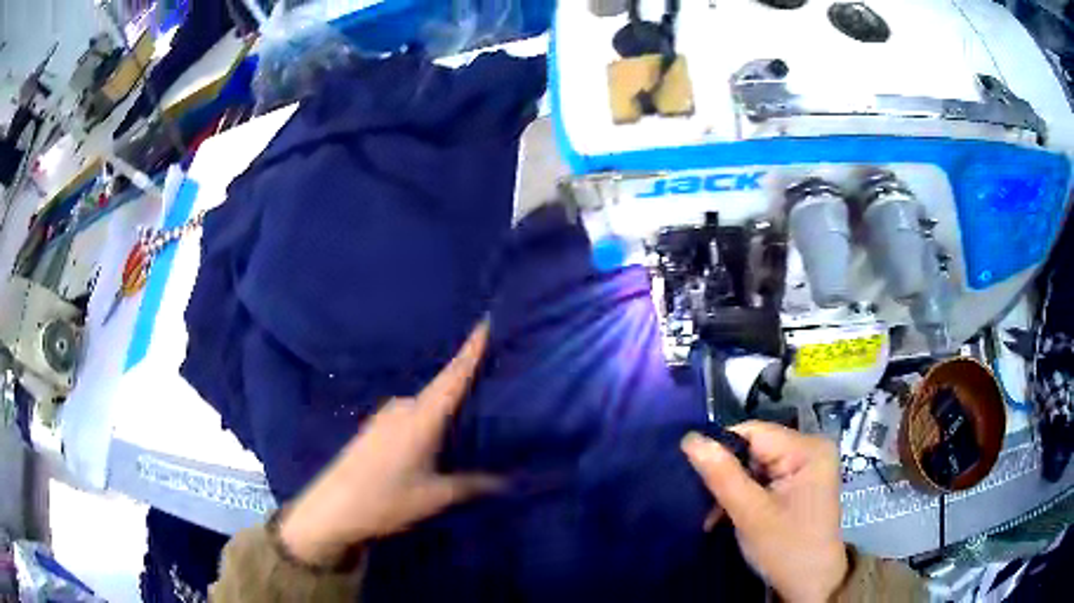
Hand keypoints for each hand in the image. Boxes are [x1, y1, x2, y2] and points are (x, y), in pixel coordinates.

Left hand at [280, 321, 496, 566]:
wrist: (331, 508)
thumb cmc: (384, 500)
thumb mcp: (434, 497)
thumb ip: (472, 485)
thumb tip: (508, 480)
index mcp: (421, 418)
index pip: (454, 376)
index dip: (472, 348)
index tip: (488, 320)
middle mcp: (404, 408)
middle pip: (443, 386)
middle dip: (468, 377)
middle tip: (499, 375)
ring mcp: (386, 416)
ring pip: (428, 402)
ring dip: (449, 401)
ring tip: (476, 408)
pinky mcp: (376, 427)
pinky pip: (413, 413)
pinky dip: (432, 415)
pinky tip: (441, 432)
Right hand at [682, 422, 847, 602]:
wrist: (811, 584)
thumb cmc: (785, 549)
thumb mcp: (751, 514)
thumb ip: (722, 476)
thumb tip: (690, 439)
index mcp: (807, 449)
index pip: (753, 433)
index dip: (721, 450)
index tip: (693, 477)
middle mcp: (811, 449)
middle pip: (755, 448)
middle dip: (727, 475)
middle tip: (703, 504)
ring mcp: (807, 466)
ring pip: (756, 465)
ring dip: (732, 489)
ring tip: (713, 516)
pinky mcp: (800, 483)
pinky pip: (764, 478)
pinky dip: (745, 495)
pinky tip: (729, 515)